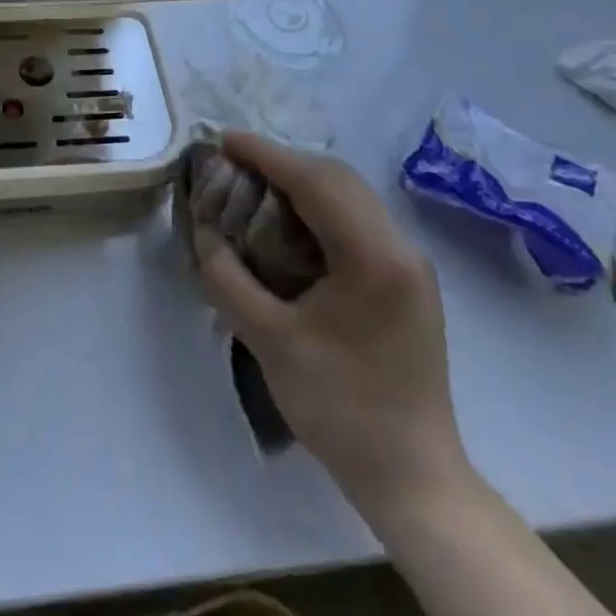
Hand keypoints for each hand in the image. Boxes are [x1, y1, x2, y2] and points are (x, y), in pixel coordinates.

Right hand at [192, 132, 471, 528]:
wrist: (413, 476)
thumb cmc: (340, 408)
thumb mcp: (269, 340)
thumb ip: (228, 277)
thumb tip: (203, 231)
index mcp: (374, 257)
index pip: (314, 181)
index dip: (265, 154)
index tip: (222, 139)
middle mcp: (401, 247)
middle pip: (337, 178)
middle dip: (282, 161)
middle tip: (233, 164)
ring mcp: (410, 263)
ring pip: (351, 195)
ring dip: (302, 181)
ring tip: (255, 185)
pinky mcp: (408, 280)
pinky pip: (359, 219)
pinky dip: (320, 205)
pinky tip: (290, 221)